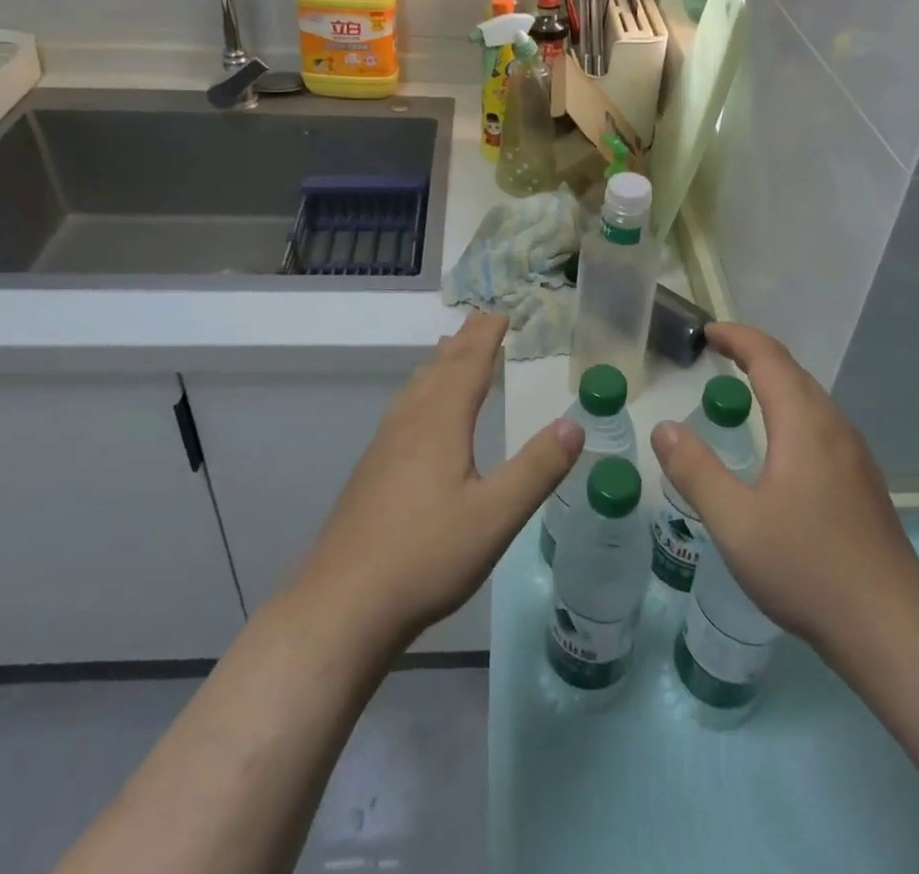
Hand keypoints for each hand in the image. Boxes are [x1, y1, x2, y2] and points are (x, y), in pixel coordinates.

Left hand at [292, 313, 583, 651]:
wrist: (343, 604)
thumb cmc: (427, 556)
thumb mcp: (496, 516)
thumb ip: (537, 469)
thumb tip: (575, 423)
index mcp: (440, 423)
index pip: (468, 365)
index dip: (486, 337)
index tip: (501, 313)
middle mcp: (410, 422)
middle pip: (439, 368)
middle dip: (464, 342)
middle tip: (481, 321)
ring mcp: (384, 446)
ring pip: (416, 387)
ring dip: (440, 363)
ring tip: (450, 351)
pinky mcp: (371, 471)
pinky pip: (403, 408)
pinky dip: (422, 390)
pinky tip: (419, 414)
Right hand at [650, 322, 918, 659]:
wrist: (893, 629)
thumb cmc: (808, 568)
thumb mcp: (735, 522)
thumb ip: (696, 471)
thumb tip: (664, 428)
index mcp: (804, 424)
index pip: (769, 358)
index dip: (737, 337)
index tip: (708, 332)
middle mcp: (834, 428)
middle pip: (793, 372)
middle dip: (754, 354)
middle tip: (718, 353)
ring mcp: (854, 456)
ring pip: (811, 399)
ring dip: (775, 381)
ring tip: (743, 388)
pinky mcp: (862, 483)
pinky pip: (821, 424)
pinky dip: (791, 409)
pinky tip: (780, 444)